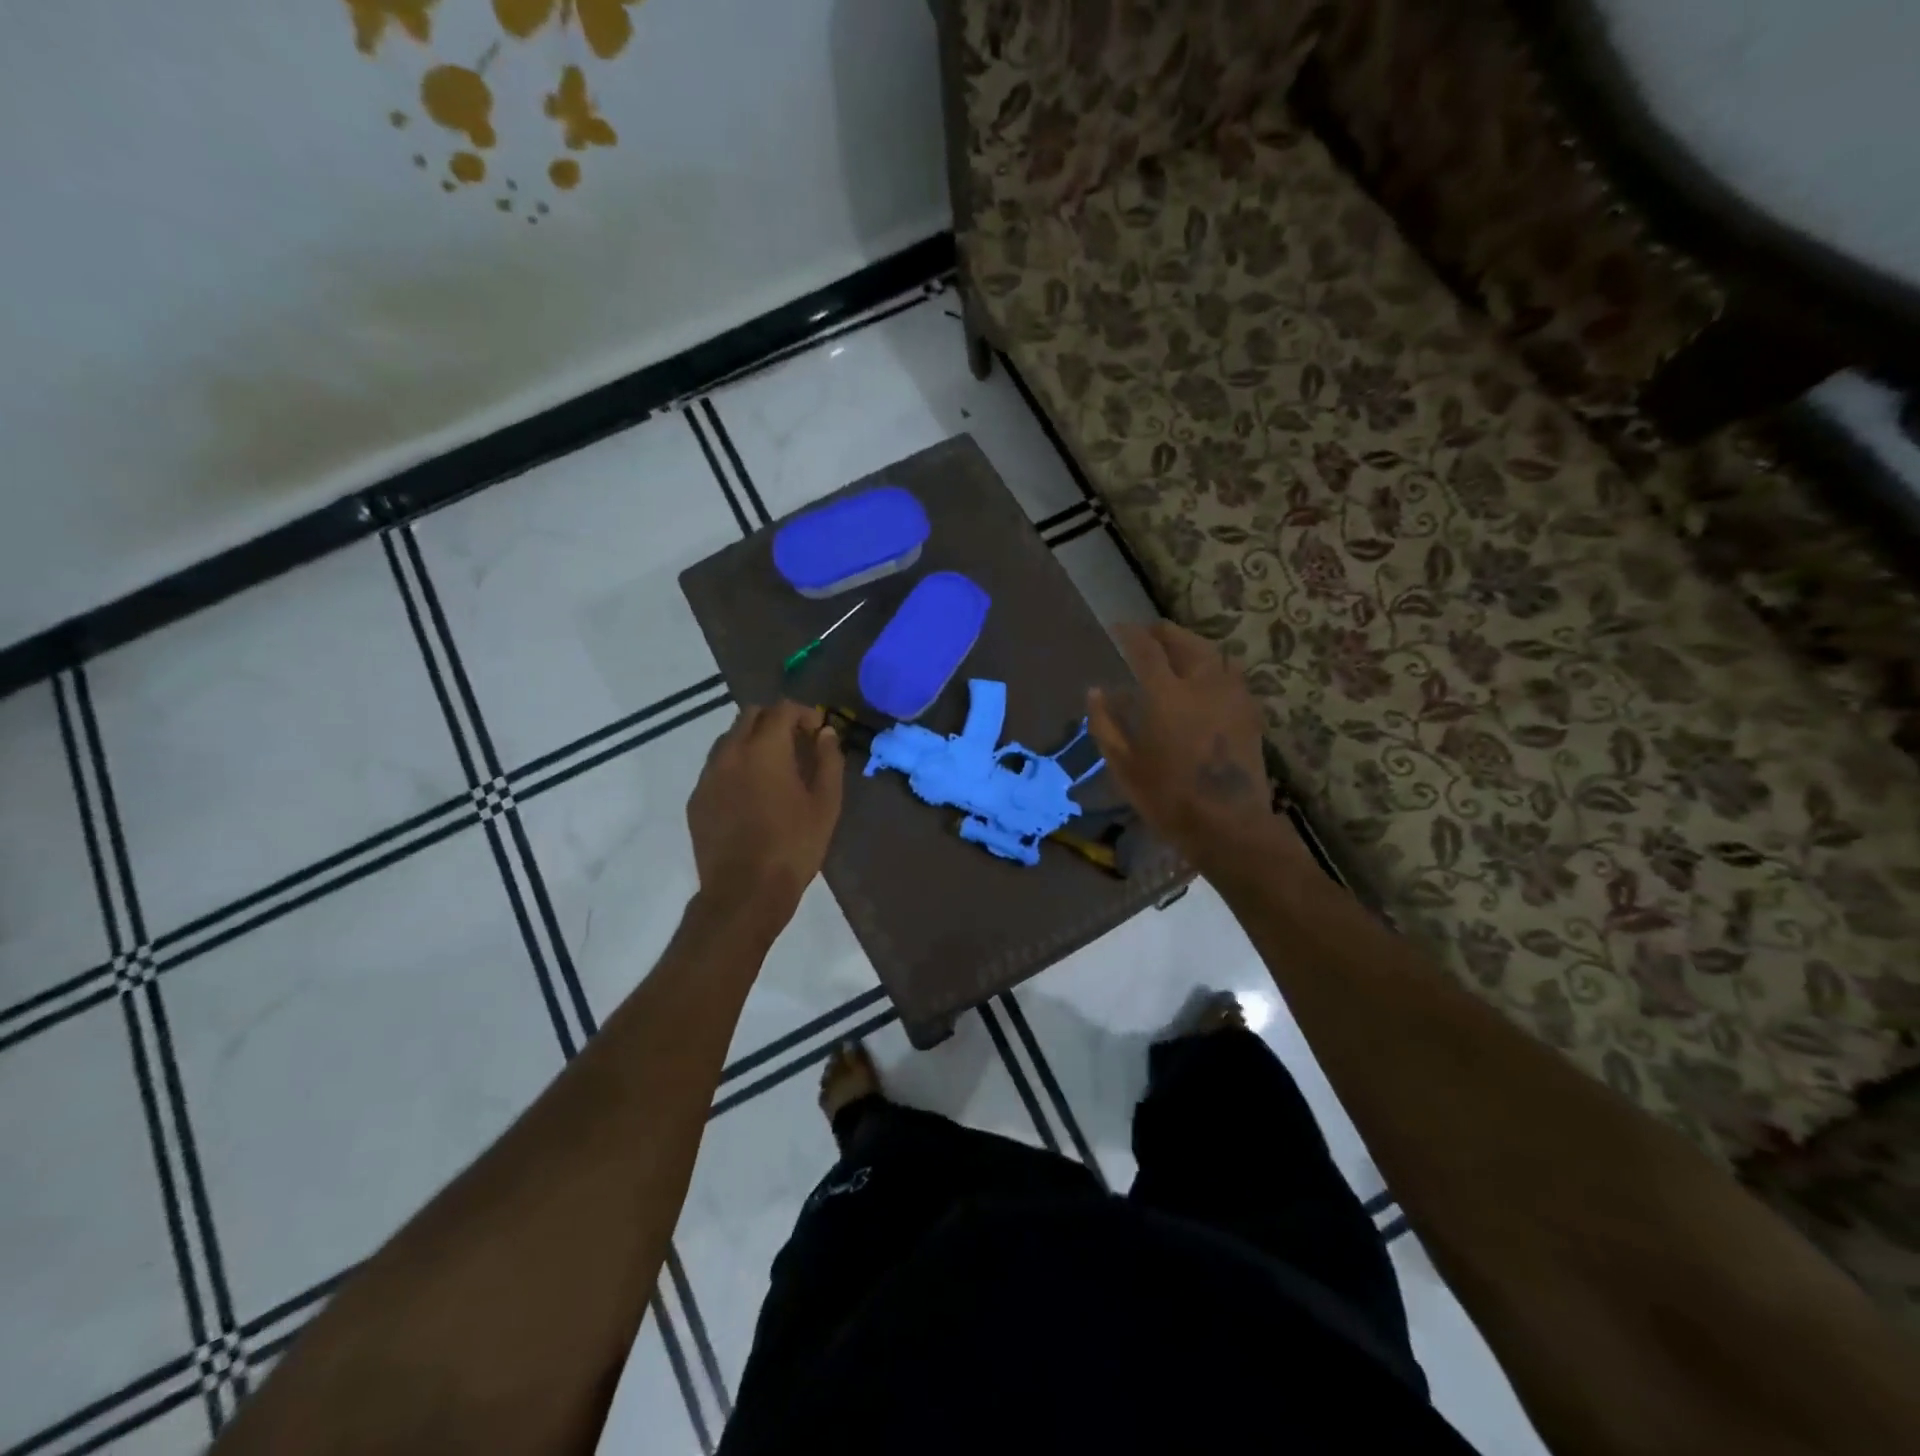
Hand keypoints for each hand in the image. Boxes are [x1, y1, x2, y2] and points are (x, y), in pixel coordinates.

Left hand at [687, 701, 843, 926]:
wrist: (745, 892)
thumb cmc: (794, 846)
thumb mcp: (826, 803)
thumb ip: (828, 760)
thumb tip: (826, 733)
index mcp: (765, 749)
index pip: (782, 709)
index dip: (804, 713)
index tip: (819, 730)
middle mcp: (730, 753)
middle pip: (751, 716)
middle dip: (776, 720)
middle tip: (797, 743)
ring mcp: (708, 775)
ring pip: (729, 739)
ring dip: (753, 740)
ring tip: (774, 767)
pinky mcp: (697, 798)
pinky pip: (717, 767)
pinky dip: (736, 765)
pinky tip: (751, 792)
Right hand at [1088, 622, 1276, 861]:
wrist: (1228, 824)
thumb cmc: (1167, 797)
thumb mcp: (1123, 765)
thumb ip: (1105, 724)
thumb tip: (1095, 691)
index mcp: (1166, 695)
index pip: (1146, 649)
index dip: (1130, 634)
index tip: (1118, 628)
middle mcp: (1203, 684)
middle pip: (1186, 642)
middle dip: (1165, 632)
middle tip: (1149, 633)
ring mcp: (1232, 696)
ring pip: (1215, 653)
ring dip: (1194, 644)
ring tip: (1179, 649)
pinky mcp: (1250, 712)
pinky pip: (1232, 674)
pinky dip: (1215, 665)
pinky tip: (1207, 678)